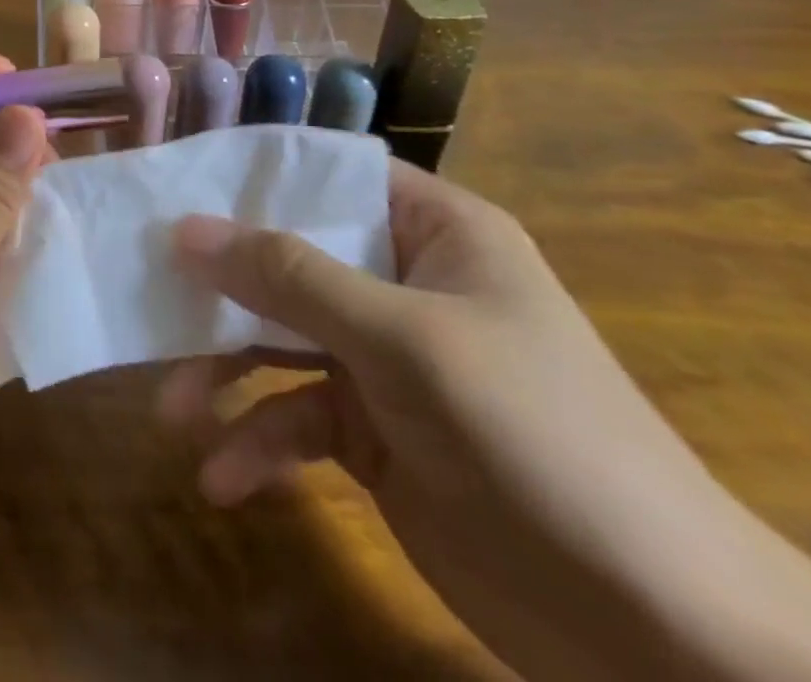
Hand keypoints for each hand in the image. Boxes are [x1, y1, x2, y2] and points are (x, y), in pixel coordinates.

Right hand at [159, 160, 810, 681]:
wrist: (661, 638)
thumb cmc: (534, 437)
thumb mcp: (402, 341)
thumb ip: (289, 277)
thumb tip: (185, 228)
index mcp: (429, 231)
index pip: (323, 175)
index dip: (249, 177)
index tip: (173, 187)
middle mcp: (399, 281)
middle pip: (285, 259)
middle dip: (219, 290)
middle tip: (149, 298)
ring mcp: (383, 359)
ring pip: (278, 340)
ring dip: (224, 375)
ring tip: (174, 411)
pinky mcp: (371, 432)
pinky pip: (296, 418)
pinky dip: (259, 445)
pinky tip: (225, 479)